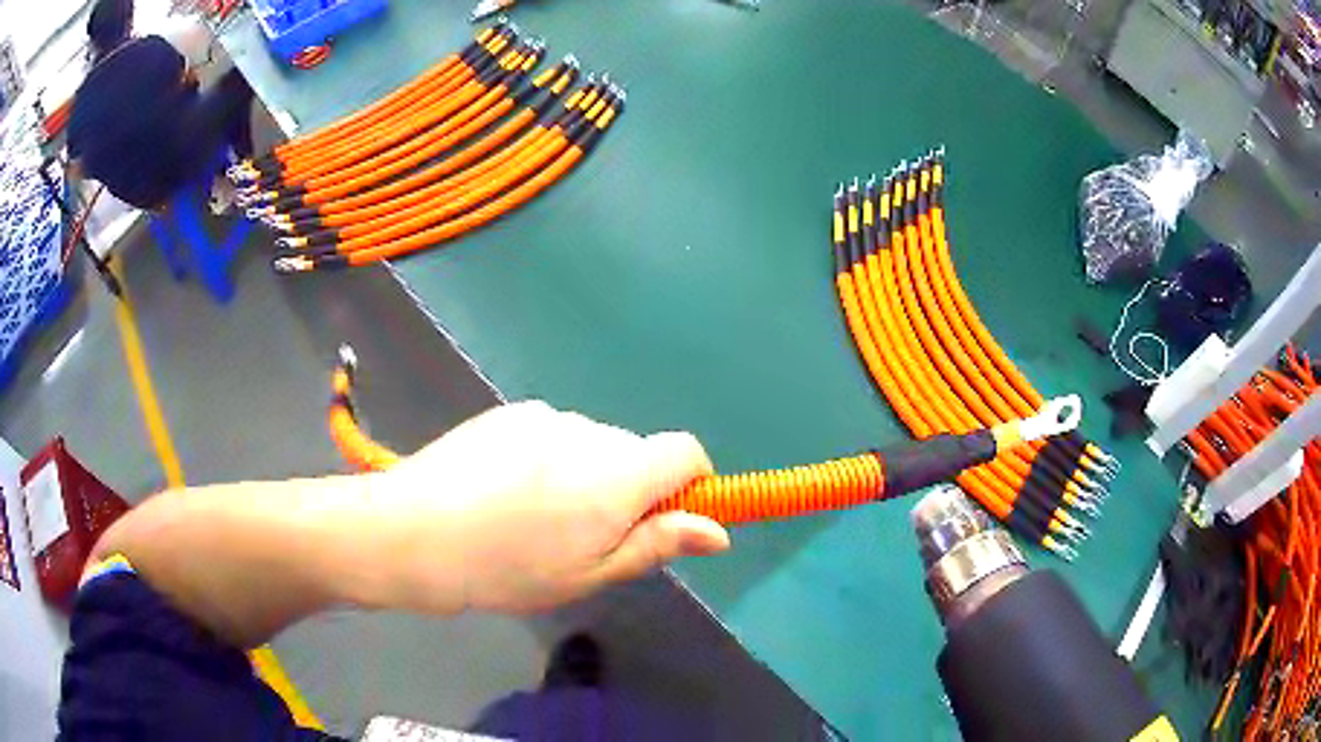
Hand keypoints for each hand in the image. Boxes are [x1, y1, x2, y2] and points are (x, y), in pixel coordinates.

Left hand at [365, 401, 729, 615]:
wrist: (413, 532)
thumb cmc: (507, 570)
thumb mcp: (589, 574)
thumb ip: (657, 545)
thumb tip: (718, 531)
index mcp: (615, 474)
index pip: (686, 451)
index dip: (692, 481)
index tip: (667, 518)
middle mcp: (587, 431)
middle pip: (636, 451)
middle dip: (630, 488)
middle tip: (585, 535)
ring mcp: (544, 415)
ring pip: (594, 444)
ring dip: (588, 473)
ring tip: (537, 516)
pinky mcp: (510, 412)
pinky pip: (554, 433)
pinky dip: (552, 459)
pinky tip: (508, 491)